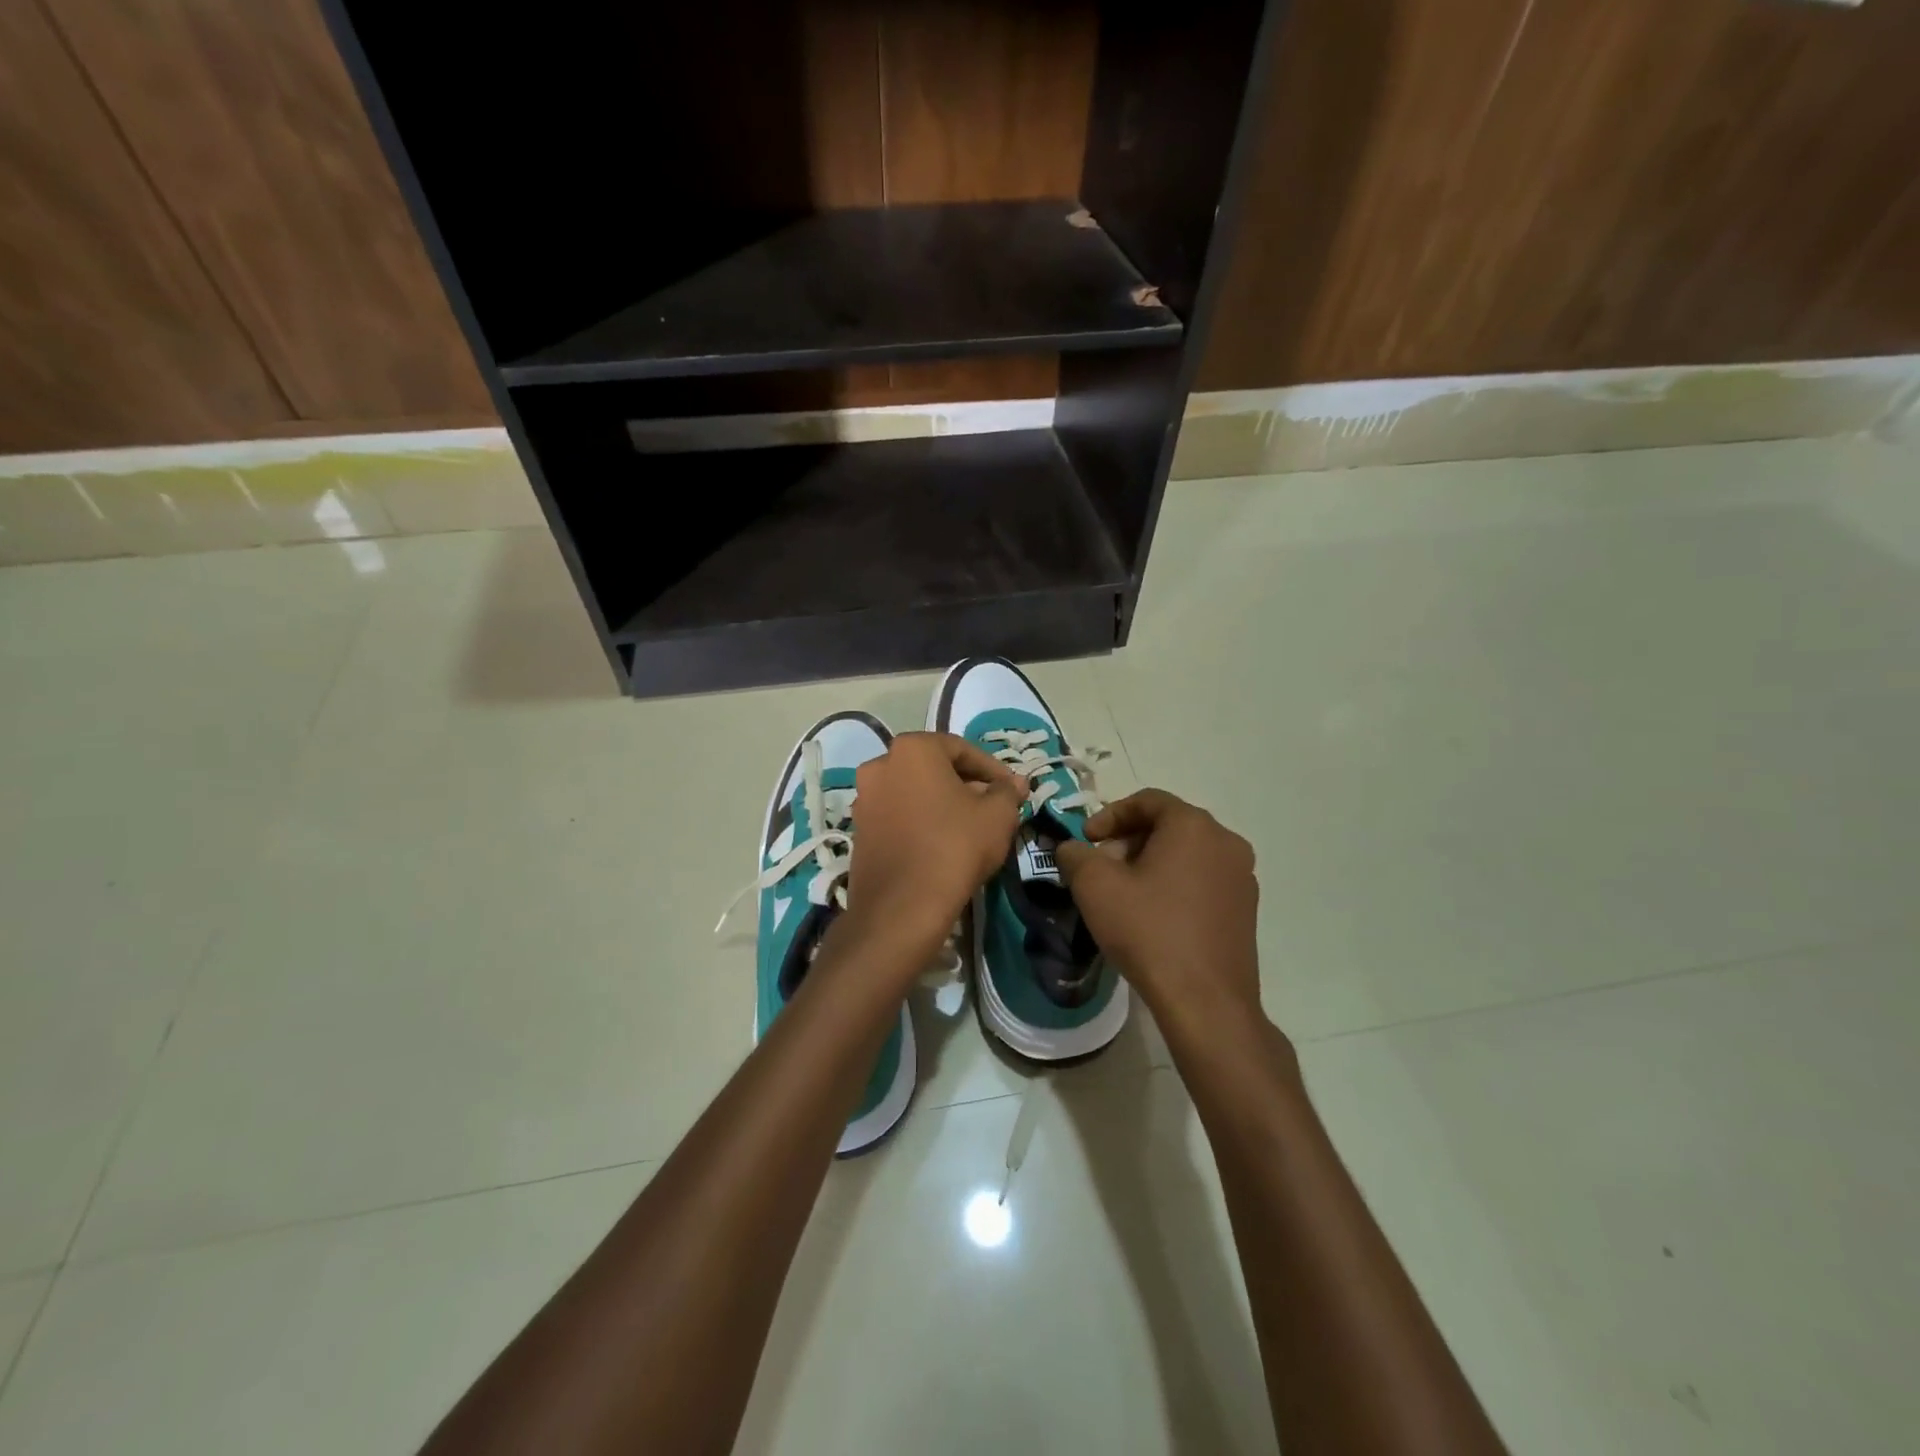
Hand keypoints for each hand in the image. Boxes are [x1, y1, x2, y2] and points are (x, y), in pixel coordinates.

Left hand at [844, 732, 1025, 956]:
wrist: (902, 907)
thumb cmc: (955, 846)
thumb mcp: (997, 815)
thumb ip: (1008, 792)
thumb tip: (1016, 783)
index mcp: (912, 749)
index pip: (962, 749)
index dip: (993, 769)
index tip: (1012, 790)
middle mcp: (880, 764)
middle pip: (934, 769)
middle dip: (967, 785)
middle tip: (994, 807)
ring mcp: (864, 798)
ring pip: (915, 792)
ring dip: (943, 803)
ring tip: (971, 827)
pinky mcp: (858, 830)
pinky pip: (898, 815)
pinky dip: (921, 821)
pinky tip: (943, 843)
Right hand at [1055, 789, 1261, 1030]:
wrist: (1205, 1002)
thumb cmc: (1148, 931)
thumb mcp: (1095, 886)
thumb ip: (1076, 855)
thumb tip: (1072, 848)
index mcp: (1193, 825)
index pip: (1147, 800)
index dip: (1109, 815)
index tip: (1086, 840)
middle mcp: (1226, 842)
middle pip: (1168, 826)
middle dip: (1129, 841)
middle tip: (1101, 868)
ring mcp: (1242, 877)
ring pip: (1187, 854)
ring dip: (1151, 863)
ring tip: (1124, 894)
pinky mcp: (1246, 910)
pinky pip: (1203, 881)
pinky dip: (1175, 885)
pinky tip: (1154, 916)